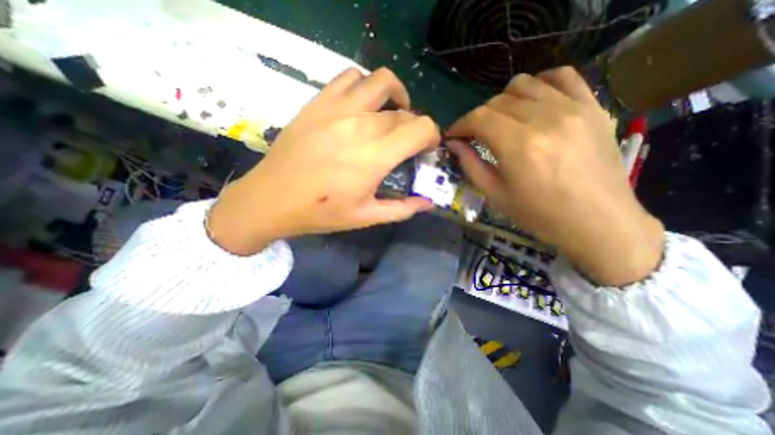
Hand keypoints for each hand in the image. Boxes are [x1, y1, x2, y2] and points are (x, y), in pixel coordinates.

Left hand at [207, 68, 435, 253]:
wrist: (271, 199)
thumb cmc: (321, 212)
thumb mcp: (367, 217)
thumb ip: (402, 209)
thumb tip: (428, 202)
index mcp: (376, 156)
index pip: (421, 127)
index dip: (432, 135)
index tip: (427, 148)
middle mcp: (361, 125)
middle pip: (404, 111)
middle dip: (414, 126)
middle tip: (407, 143)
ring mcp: (338, 108)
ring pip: (381, 82)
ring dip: (396, 96)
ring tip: (392, 114)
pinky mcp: (318, 102)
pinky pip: (350, 77)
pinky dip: (365, 86)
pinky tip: (363, 106)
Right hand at [445, 65, 661, 284]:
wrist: (596, 221)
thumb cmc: (538, 214)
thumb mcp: (495, 194)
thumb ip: (470, 164)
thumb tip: (454, 143)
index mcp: (519, 146)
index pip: (479, 118)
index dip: (460, 124)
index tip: (453, 135)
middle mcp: (545, 119)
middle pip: (498, 101)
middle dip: (478, 117)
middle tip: (476, 135)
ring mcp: (573, 108)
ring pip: (525, 84)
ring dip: (504, 100)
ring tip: (502, 121)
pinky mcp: (593, 107)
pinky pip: (563, 76)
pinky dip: (540, 84)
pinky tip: (533, 102)